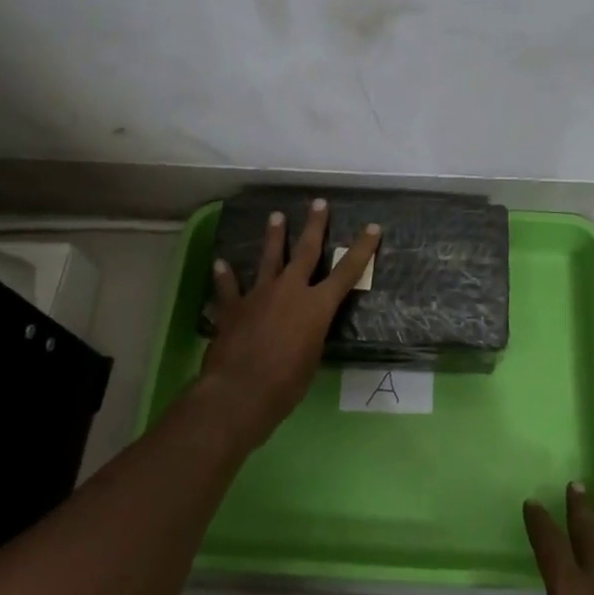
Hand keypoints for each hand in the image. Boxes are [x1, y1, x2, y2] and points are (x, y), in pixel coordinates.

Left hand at [201, 198, 380, 444]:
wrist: (240, 391)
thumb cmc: (286, 384)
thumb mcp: (312, 358)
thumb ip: (312, 335)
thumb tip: (306, 330)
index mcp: (317, 305)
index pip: (347, 272)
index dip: (362, 249)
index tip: (373, 228)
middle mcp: (290, 290)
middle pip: (306, 251)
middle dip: (315, 226)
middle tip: (319, 203)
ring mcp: (259, 295)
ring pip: (269, 258)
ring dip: (273, 237)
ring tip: (275, 216)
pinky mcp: (233, 308)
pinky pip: (228, 287)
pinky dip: (225, 275)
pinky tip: (220, 262)